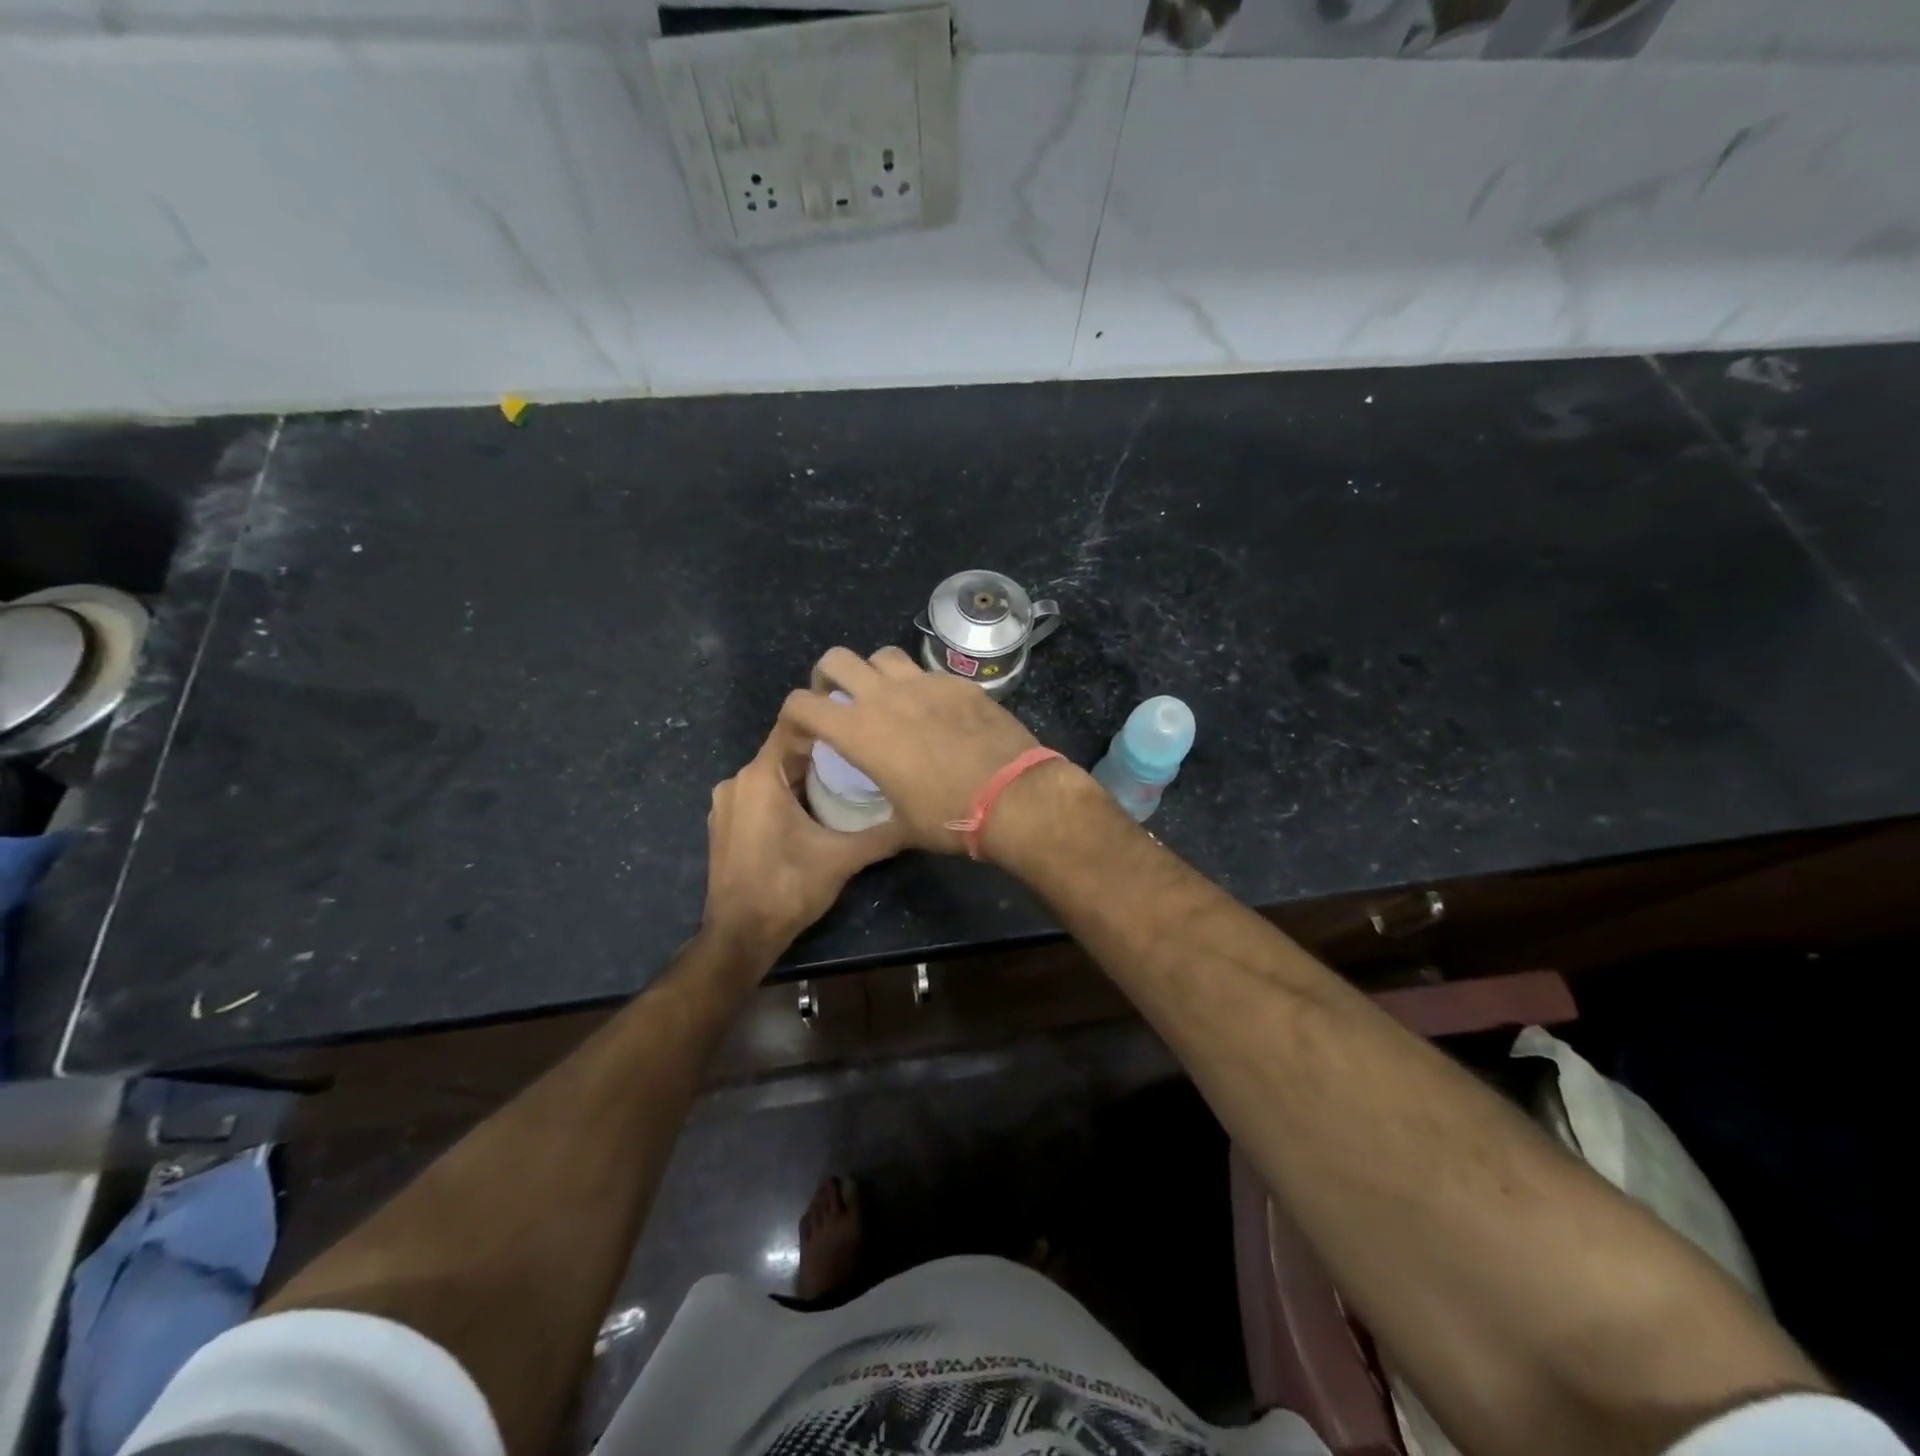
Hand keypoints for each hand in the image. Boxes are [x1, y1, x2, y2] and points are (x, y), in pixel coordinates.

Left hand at [701, 719, 905, 962]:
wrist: (739, 937)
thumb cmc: (787, 889)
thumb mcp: (842, 860)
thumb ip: (881, 835)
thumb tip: (919, 819)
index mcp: (760, 778)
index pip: (793, 726)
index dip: (827, 719)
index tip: (859, 720)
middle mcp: (736, 781)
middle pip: (785, 751)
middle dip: (822, 752)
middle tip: (862, 755)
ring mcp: (726, 803)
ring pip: (773, 775)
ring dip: (804, 775)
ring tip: (846, 781)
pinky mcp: (725, 824)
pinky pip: (760, 794)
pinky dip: (785, 794)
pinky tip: (814, 809)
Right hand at [778, 646, 1071, 855]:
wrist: (1014, 796)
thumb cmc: (949, 816)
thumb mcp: (903, 825)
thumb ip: (880, 815)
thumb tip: (880, 826)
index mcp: (859, 731)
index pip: (801, 705)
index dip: (792, 717)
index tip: (803, 734)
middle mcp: (885, 696)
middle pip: (837, 660)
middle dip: (827, 677)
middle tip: (838, 700)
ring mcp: (925, 683)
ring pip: (883, 655)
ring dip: (874, 672)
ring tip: (885, 697)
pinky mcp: (959, 682)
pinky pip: (927, 671)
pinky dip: (919, 685)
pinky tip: (934, 710)